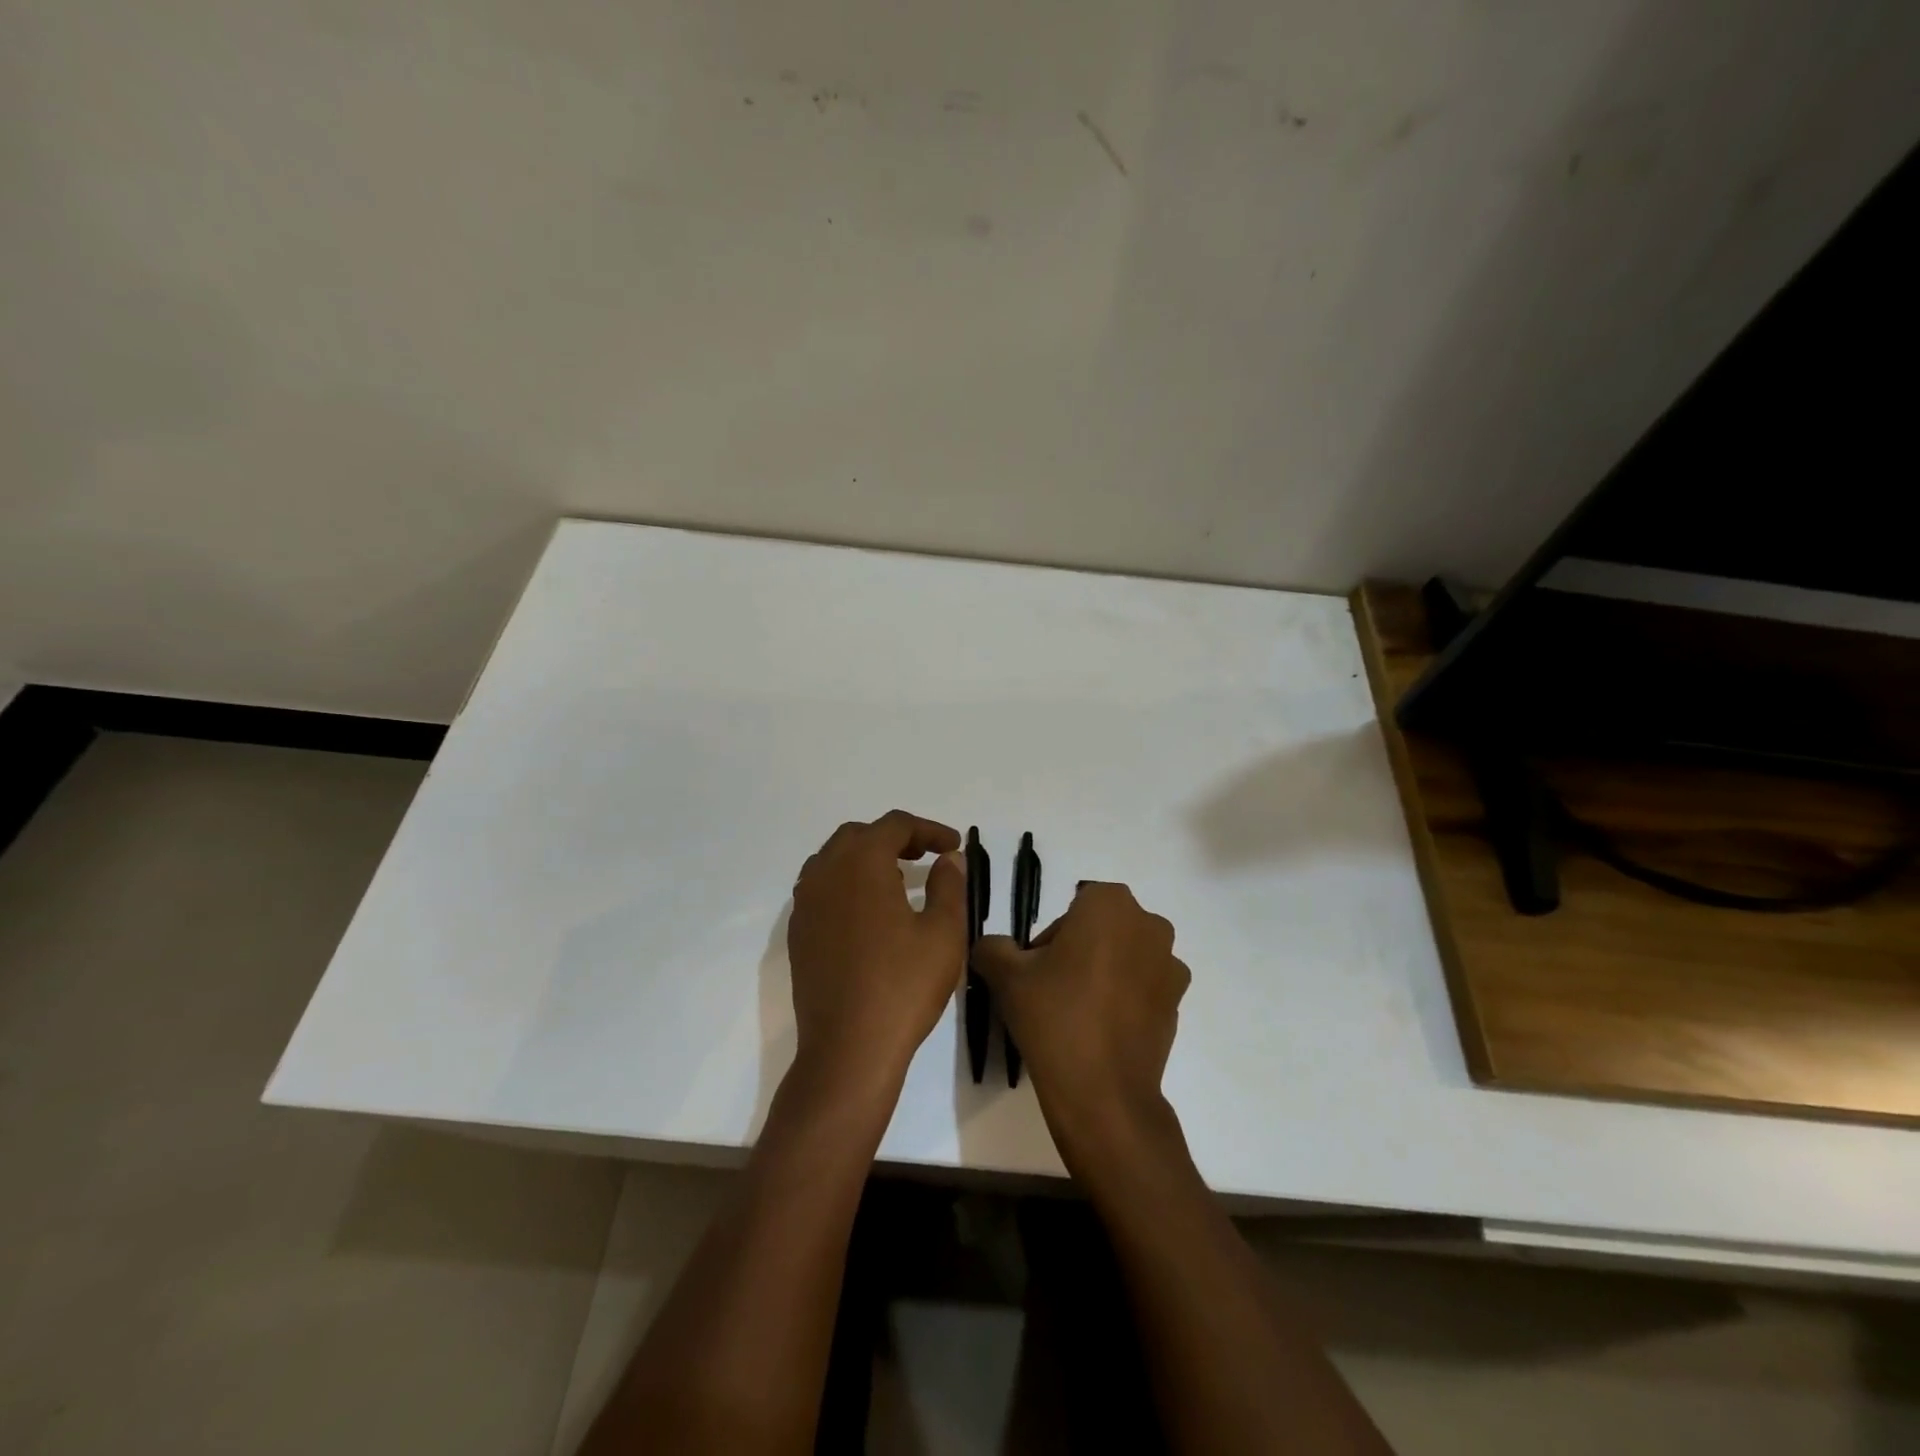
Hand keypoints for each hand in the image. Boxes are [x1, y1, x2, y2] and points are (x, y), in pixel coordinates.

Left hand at [787, 811, 967, 1095]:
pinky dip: (846, 883)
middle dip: (895, 838)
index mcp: (862, 863)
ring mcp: (805, 903)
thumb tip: (948, 858)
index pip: (895, 825)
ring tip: (897, 880)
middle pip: (859, 835)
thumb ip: (948, 885)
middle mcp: (826, 872)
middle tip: (926, 857)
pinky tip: (869, 912)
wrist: (848, 1048)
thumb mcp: (943, 932)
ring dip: (866, 858)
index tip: (953, 846)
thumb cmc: (903, 986)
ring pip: (834, 859)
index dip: (928, 829)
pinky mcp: (798, 933)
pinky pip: (820, 888)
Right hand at [974, 883, 1189, 1159]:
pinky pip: (1144, 986)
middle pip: (1103, 927)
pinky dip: (1126, 998)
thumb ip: (992, 947)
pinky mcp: (1178, 1002)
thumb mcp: (1006, 976)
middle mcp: (1149, 924)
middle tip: (1054, 989)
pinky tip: (1103, 1029)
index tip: (1040, 967)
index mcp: (1110, 904)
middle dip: (1080, 949)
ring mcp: (1169, 964)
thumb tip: (992, 946)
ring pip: (1125, 956)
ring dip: (1105, 972)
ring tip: (1079, 1012)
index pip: (1075, 905)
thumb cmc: (1055, 1017)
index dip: (1053, 934)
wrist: (1103, 1092)